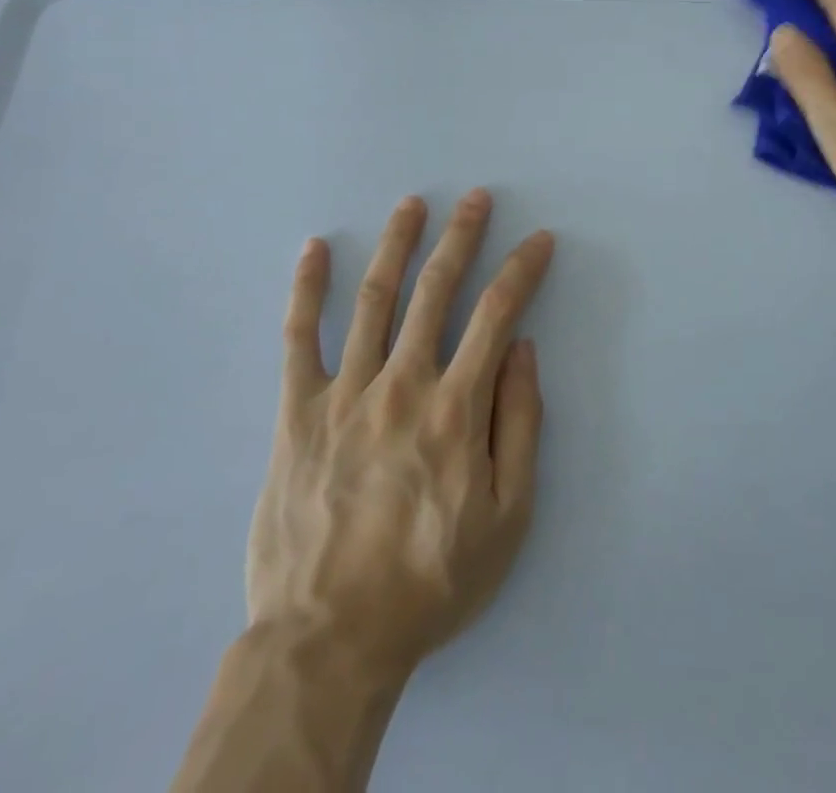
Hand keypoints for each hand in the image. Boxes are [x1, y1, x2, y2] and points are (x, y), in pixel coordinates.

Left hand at [246, 190, 552, 686]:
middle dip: (460, 236)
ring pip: (373, 299)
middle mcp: (401, 384)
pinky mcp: (297, 411)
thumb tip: (522, 350)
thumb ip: (519, 425)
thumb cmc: (430, 581)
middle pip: (435, 290)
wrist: (330, 638)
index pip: (497, 315)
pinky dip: (306, 289)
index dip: (521, 270)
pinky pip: (299, 338)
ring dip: (395, 244)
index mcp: (455, 408)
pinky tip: (314, 249)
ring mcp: (344, 393)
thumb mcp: (506, 517)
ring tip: (411, 204)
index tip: (539, 240)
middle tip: (475, 197)